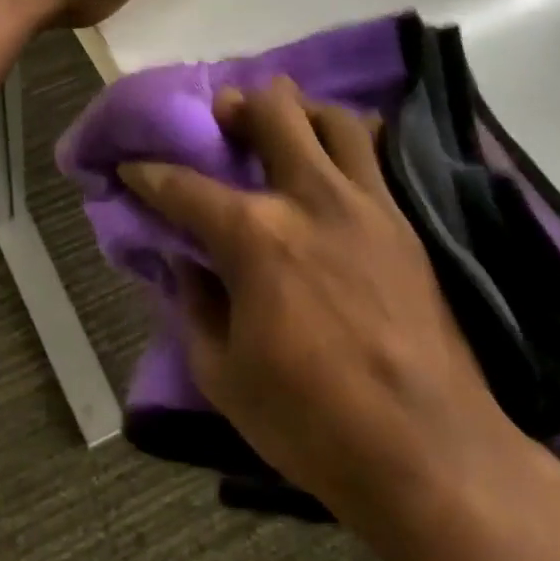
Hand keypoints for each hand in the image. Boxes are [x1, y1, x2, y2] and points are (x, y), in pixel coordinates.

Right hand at [122, 79, 557, 560]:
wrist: (428, 453)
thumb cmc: (309, 421)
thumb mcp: (221, 373)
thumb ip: (195, 306)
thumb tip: (185, 264)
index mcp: (254, 236)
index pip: (183, 187)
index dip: (148, 173)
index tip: (131, 167)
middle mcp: (310, 200)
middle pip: (272, 113)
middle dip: (236, 107)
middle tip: (222, 119)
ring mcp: (367, 205)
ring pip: (334, 119)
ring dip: (299, 111)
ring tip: (282, 127)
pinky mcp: (405, 224)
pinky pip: (376, 156)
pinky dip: (348, 142)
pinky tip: (334, 165)